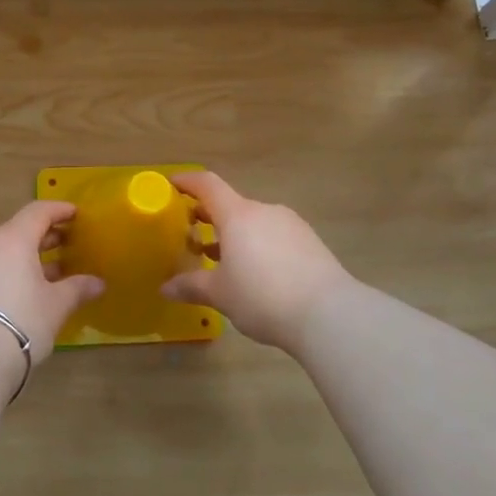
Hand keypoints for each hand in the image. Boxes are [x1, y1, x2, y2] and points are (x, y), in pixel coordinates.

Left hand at [0, 201, 103, 389]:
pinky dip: (6, 270)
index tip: (76, 215)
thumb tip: (98, 283)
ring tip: (47, 273)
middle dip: (44, 236)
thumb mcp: (55, 306)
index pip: (38, 212)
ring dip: (24, 256)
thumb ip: (77, 288)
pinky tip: (21, 290)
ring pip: (0, 249)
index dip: (59, 210)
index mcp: (12, 238)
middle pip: (18, 229)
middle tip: (67, 245)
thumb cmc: (20, 322)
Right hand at [162, 172, 354, 352]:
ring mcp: (291, 225)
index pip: (208, 185)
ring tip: (222, 260)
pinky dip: (258, 246)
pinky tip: (256, 273)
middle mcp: (264, 211)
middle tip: (191, 233)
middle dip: (209, 217)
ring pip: (254, 223)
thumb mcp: (220, 295)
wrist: (329, 314)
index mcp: (238, 215)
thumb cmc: (263, 297)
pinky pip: (275, 236)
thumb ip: (192, 286)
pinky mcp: (311, 243)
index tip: (172, 184)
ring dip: (235, 235)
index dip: (188, 181)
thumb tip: (166, 288)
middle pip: (231, 205)